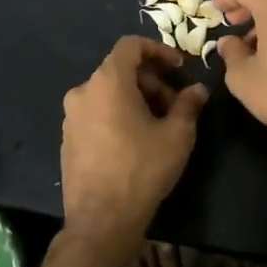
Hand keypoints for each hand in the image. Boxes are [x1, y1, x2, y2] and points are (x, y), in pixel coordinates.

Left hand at [59, 37, 208, 255]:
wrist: (101, 220)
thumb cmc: (142, 169)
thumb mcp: (177, 135)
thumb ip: (188, 105)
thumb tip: (197, 91)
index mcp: (107, 81)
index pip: (130, 46)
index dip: (158, 50)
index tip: (179, 69)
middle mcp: (83, 92)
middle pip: (120, 71)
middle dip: (152, 82)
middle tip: (176, 105)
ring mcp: (71, 117)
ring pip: (109, 94)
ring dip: (136, 100)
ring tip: (159, 126)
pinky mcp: (68, 139)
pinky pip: (97, 113)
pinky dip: (118, 115)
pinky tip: (136, 142)